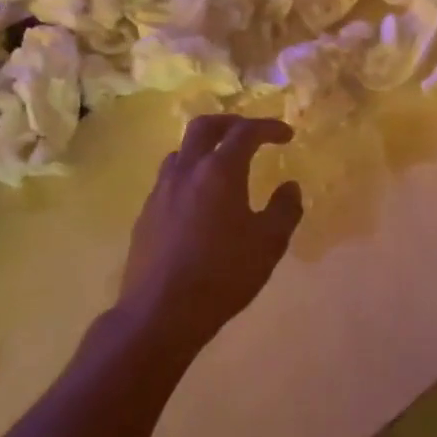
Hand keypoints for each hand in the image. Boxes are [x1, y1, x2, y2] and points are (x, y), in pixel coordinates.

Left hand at [120, 115, 303, 356]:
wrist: (159, 313)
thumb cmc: (222, 275)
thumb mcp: (268, 244)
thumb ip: (285, 209)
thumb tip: (290, 187)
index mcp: (220, 171)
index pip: (245, 132)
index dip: (268, 127)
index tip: (286, 135)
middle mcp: (187, 171)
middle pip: (205, 126)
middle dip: (231, 123)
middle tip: (250, 133)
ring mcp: (161, 191)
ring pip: (182, 151)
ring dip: (205, 147)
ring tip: (222, 165)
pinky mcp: (146, 214)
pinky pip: (169, 178)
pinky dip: (189, 174)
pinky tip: (198, 201)